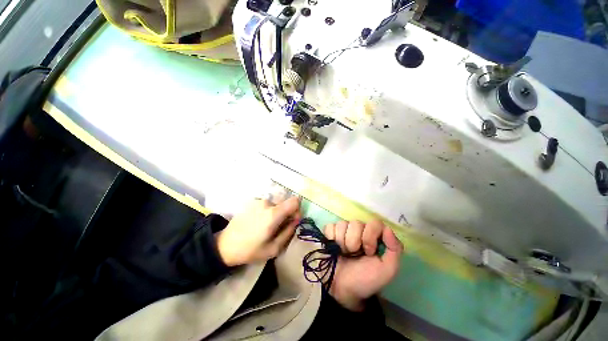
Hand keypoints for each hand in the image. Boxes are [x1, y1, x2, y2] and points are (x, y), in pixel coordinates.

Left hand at [215, 197, 301, 266]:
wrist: (225, 245)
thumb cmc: (250, 250)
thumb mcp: (273, 248)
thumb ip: (288, 232)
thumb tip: (296, 220)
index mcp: (273, 214)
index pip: (295, 201)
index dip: (297, 210)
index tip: (292, 221)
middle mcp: (267, 203)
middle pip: (285, 203)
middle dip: (286, 214)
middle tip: (278, 228)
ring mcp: (258, 201)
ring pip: (276, 204)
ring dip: (276, 213)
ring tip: (266, 226)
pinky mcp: (252, 202)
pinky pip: (267, 205)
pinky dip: (268, 212)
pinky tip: (259, 223)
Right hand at [324, 220, 402, 310]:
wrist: (342, 289)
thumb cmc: (365, 279)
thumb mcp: (387, 269)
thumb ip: (395, 249)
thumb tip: (387, 228)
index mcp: (374, 236)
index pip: (374, 223)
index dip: (370, 235)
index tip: (369, 252)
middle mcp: (359, 230)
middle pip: (356, 223)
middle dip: (355, 241)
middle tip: (354, 254)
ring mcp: (343, 230)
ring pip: (342, 224)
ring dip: (342, 242)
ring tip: (344, 253)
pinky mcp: (330, 233)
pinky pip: (330, 227)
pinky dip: (331, 237)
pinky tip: (334, 247)